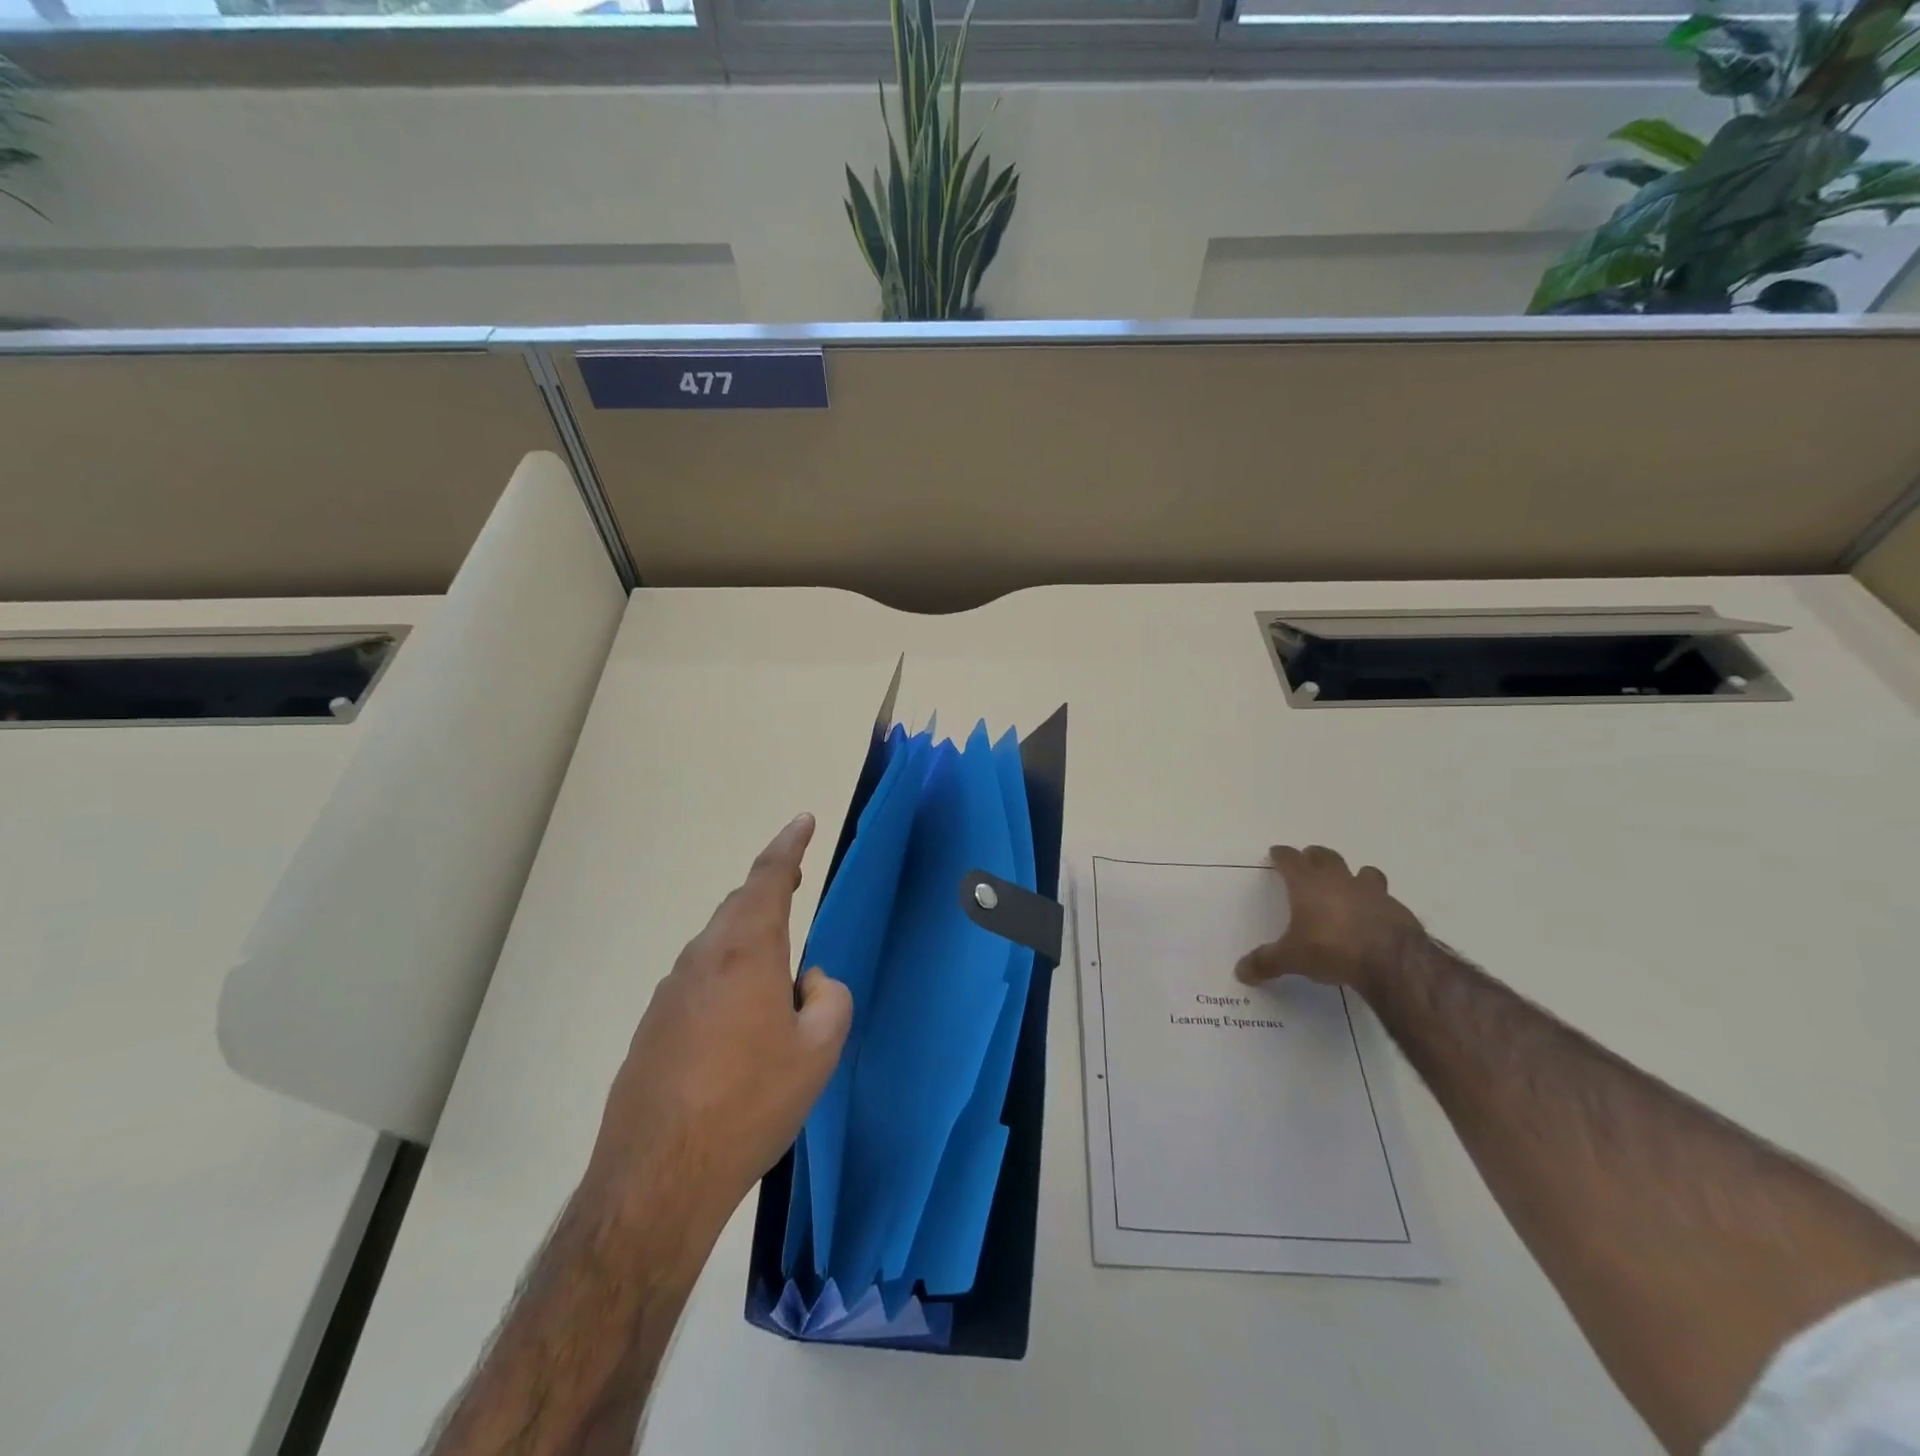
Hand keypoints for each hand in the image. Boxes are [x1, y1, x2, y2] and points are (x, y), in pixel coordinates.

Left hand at [584, 813, 852, 1236]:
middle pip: (738, 907)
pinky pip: (697, 981)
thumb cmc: (751, 1103)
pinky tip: (737, 1023)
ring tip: (774, 967)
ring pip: (716, 945)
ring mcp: (669, 992)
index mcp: (746, 952)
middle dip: (769, 889)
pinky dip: (725, 977)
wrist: (659, 1176)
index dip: (789, 846)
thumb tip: (809, 982)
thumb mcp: (818, 1051)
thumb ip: (829, 998)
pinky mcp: (652, 1027)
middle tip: (796, 884)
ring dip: (747, 939)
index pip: (769, 878)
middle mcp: (702, 959)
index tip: (803, 820)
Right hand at [1233, 845, 1424, 997]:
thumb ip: (1266, 962)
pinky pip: (1385, 898)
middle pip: (1325, 856)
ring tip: (1349, 885)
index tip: (1276, 853)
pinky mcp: (1397, 909)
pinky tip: (1374, 917)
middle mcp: (1339, 881)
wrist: (1391, 961)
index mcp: (1308, 885)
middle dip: (1315, 857)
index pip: (1290, 860)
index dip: (1282, 855)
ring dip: (1354, 875)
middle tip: (1309, 861)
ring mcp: (1371, 892)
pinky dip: (1377, 903)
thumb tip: (1240, 972)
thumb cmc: (1331, 949)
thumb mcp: (1291, 959)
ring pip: (1362, 871)